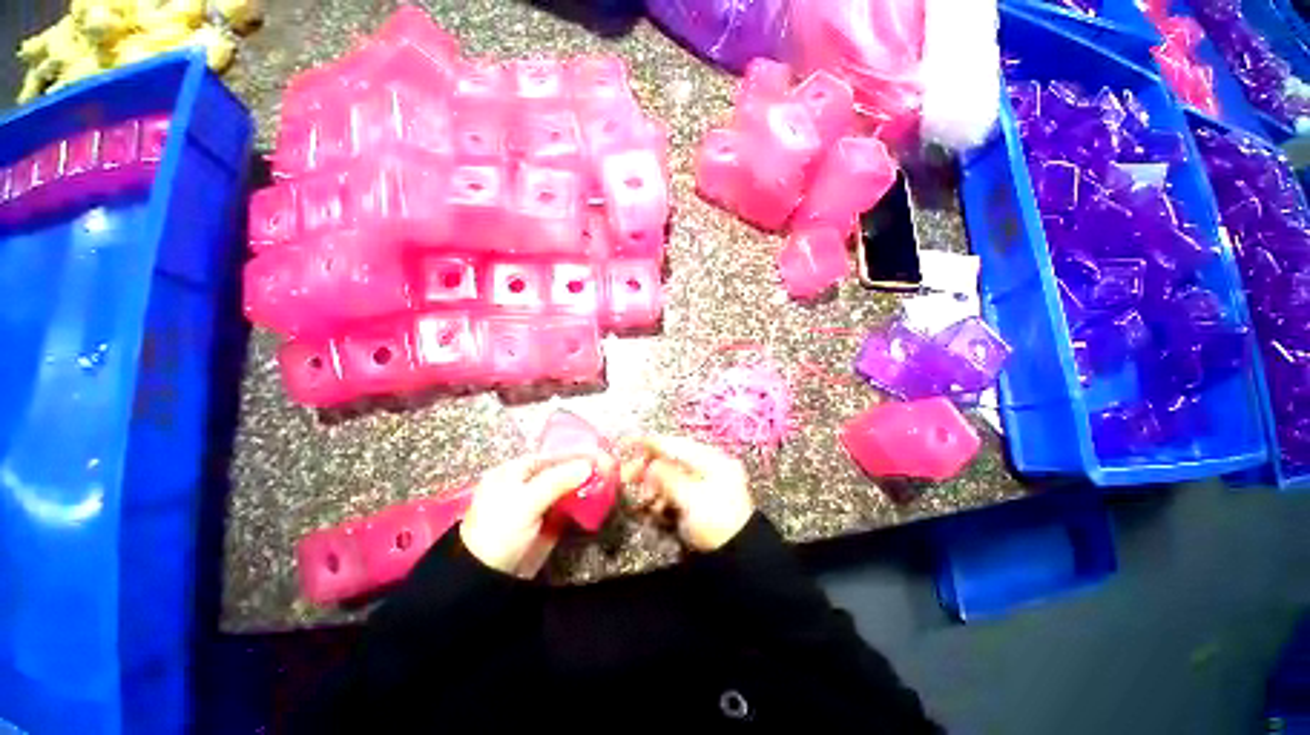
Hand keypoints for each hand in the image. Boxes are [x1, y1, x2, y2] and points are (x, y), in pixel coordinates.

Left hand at [461, 453, 613, 576]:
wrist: (487, 579)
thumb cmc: (499, 531)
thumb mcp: (525, 502)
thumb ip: (557, 481)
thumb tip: (589, 464)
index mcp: (516, 470)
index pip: (553, 456)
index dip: (577, 455)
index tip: (602, 455)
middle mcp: (529, 482)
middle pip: (563, 470)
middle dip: (586, 469)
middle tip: (611, 469)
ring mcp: (539, 501)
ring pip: (569, 486)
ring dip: (588, 484)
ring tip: (612, 481)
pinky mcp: (548, 520)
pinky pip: (570, 504)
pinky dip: (585, 500)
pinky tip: (601, 498)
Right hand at [620, 436, 752, 551]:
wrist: (737, 557)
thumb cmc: (715, 523)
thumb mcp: (691, 499)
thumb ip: (668, 478)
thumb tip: (651, 465)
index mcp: (713, 460)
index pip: (677, 444)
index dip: (651, 443)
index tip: (627, 443)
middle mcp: (709, 466)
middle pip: (672, 459)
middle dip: (649, 468)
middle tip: (627, 476)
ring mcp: (704, 483)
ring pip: (671, 475)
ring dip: (654, 485)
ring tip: (645, 500)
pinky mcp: (698, 499)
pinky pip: (674, 490)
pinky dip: (662, 496)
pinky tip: (656, 508)